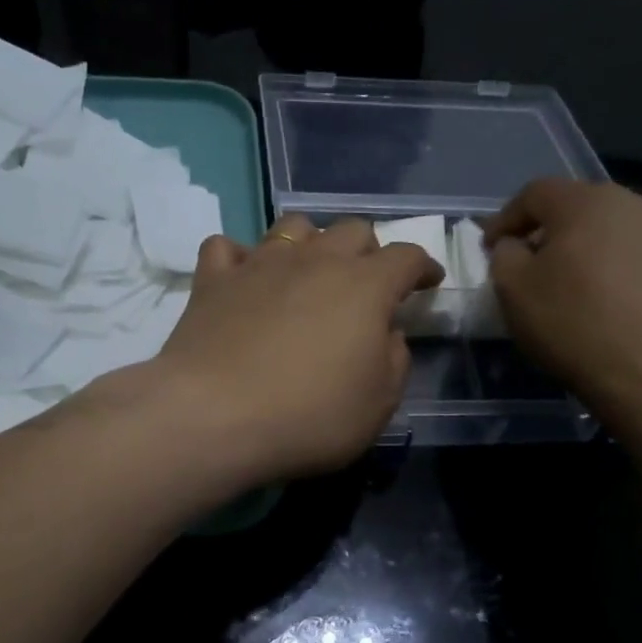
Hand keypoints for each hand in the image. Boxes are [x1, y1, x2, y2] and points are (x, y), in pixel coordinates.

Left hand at [150, 215, 441, 482]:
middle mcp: (315, 260)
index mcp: (365, 286)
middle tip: (366, 284)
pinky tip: (244, 278)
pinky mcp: (213, 280)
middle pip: (352, 230)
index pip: (406, 256)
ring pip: (293, 226)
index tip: (428, 281)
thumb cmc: (309, 416)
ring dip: (310, 242)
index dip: (422, 266)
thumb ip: (393, 360)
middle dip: (368, 251)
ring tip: (308, 271)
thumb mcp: (378, 404)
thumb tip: (386, 333)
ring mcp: (260, 265)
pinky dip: (240, 258)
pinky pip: (227, 248)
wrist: (214, 416)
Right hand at [485, 179, 641, 413]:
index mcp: (584, 202)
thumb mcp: (513, 292)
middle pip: (583, 208)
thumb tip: (514, 245)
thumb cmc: (574, 327)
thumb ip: (504, 256)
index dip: (506, 219)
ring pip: (625, 228)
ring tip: (589, 281)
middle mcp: (634, 203)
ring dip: (601, 246)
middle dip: (554, 232)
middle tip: (537, 265)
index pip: (535, 194)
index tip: (490, 248)